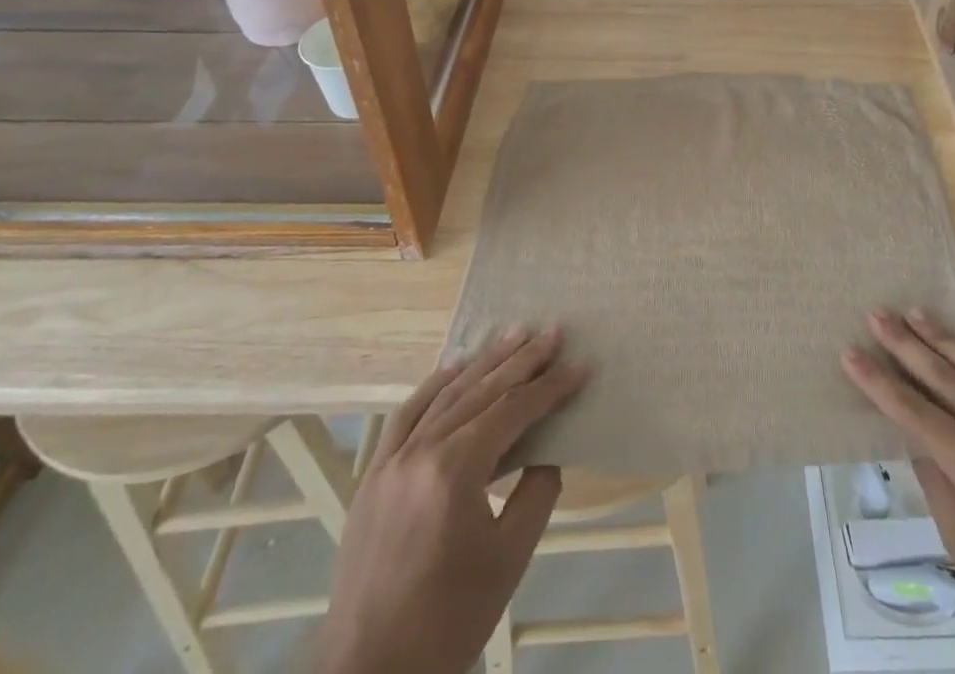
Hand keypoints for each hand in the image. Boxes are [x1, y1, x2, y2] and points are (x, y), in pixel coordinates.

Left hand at [318, 327, 589, 673]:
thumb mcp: (509, 560)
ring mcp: (392, 459)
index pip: (513, 410)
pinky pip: (406, 415)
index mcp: (456, 470)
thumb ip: (536, 493)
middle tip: (554, 331)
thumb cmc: (448, 622)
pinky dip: (434, 386)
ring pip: (446, 394)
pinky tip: (454, 368)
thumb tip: (546, 451)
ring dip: (484, 362)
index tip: (581, 365)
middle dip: (523, 359)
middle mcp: (421, 450)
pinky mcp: (373, 474)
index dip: (551, 387)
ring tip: (515, 334)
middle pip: (481, 390)